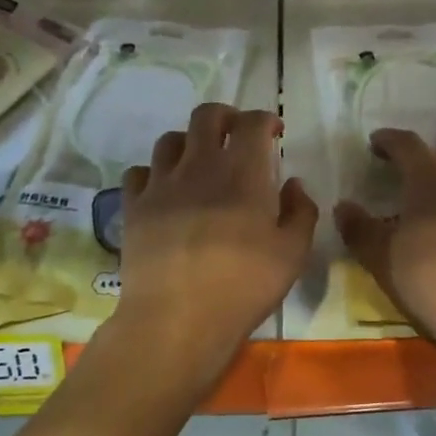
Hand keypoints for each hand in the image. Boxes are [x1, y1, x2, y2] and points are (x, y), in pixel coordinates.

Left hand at [114, 103, 317, 362]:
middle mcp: (199, 166)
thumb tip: (293, 185)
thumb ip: (301, 212)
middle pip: (206, 116)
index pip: (252, 123)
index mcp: (242, 172)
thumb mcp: (293, 254)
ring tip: (198, 161)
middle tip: (236, 134)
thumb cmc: (243, 287)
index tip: (274, 132)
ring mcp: (161, 184)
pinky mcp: (134, 207)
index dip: (265, 119)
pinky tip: (163, 190)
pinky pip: (138, 172)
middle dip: (225, 116)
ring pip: (169, 139)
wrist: (177, 319)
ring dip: (188, 142)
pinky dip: (153, 173)